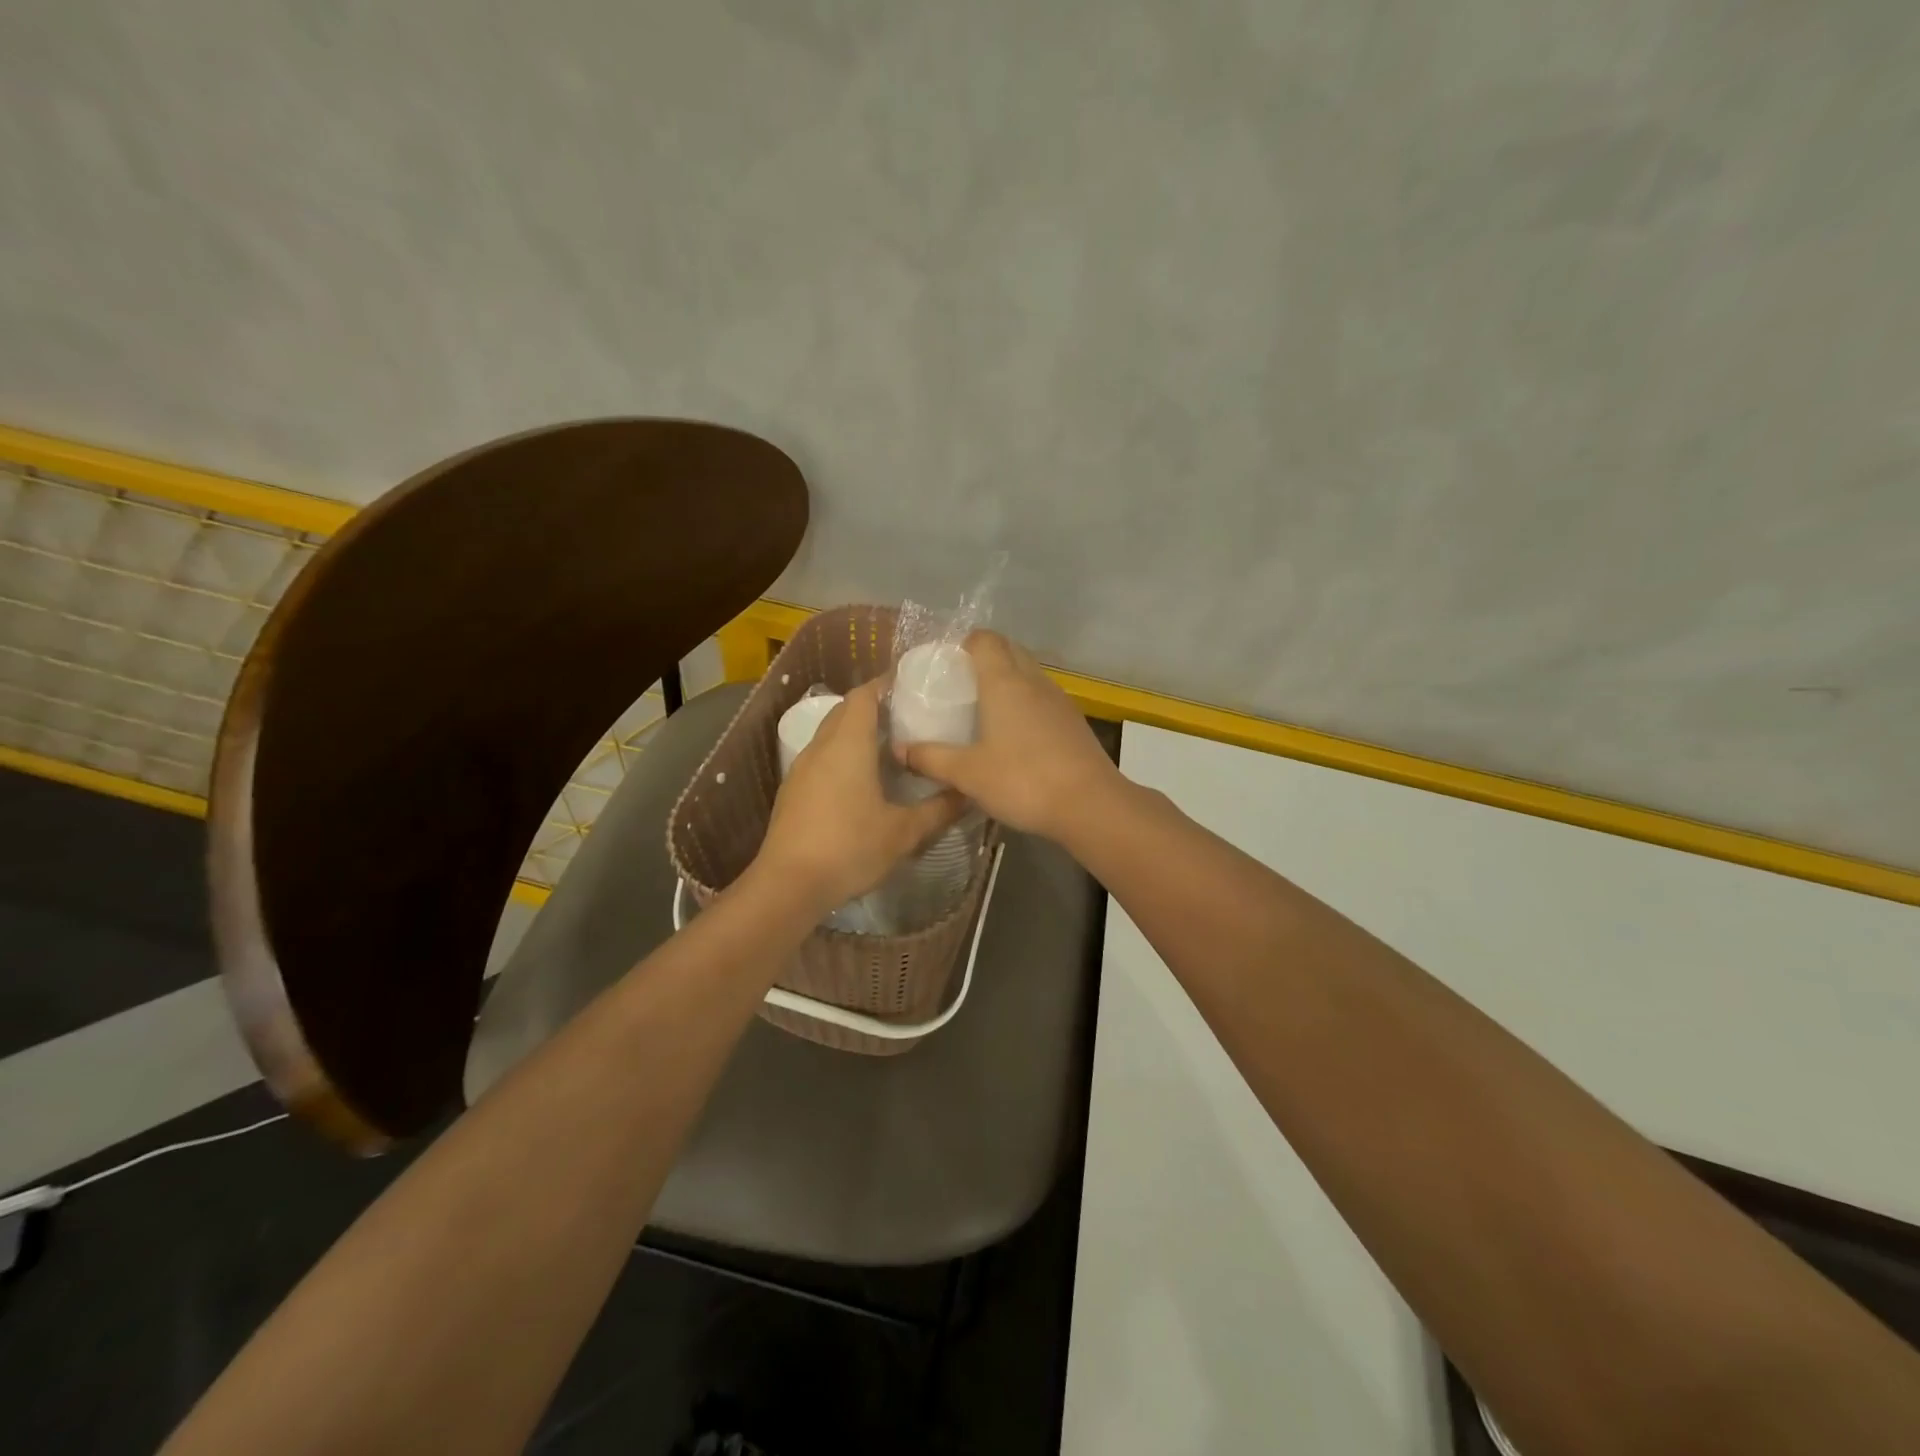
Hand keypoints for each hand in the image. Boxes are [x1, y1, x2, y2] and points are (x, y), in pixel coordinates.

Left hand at [757, 678, 964, 912]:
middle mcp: (821, 747)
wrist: (788, 885)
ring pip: (830, 734)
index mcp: (848, 744)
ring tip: (889, 747)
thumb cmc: (849, 848)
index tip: (912, 687)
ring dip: (856, 732)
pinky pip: (821, 757)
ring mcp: (801, 768)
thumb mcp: (903, 833)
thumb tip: (969, 793)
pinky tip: (861, 780)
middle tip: (908, 718)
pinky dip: (841, 755)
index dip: (886, 685)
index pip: (864, 695)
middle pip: (846, 710)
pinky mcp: (793, 791)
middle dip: (874, 706)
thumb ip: (939, 810)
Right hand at [894, 631, 1122, 840]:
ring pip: (1028, 673)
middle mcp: (1033, 681)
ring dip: (1007, 679)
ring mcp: (1058, 700)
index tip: (944, 663)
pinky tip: (1014, 733)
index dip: (963, 643)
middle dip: (983, 658)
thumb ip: (930, 758)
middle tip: (958, 685)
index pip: (984, 640)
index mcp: (1005, 682)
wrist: (1090, 805)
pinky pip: (1042, 697)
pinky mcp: (1073, 721)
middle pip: (1008, 650)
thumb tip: (898, 749)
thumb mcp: (967, 774)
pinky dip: (1025, 702)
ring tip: (983, 708)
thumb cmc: (1023, 780)